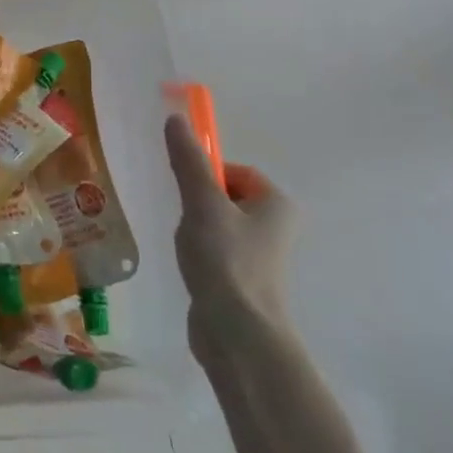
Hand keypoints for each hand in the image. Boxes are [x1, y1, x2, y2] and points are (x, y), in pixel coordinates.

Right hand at [164, 113, 296, 365]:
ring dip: (196, 228)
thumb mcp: (202, 203)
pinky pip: (217, 250)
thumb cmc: (225, 260)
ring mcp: (261, 255)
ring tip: (186, 245)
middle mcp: (276, 226)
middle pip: (226, 195)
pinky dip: (200, 252)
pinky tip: (189, 264)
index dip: (207, 174)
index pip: (236, 171)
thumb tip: (176, 119)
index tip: (186, 191)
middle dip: (198, 203)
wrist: (238, 333)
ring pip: (219, 224)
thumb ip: (188, 161)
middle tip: (184, 218)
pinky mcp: (244, 279)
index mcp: (276, 203)